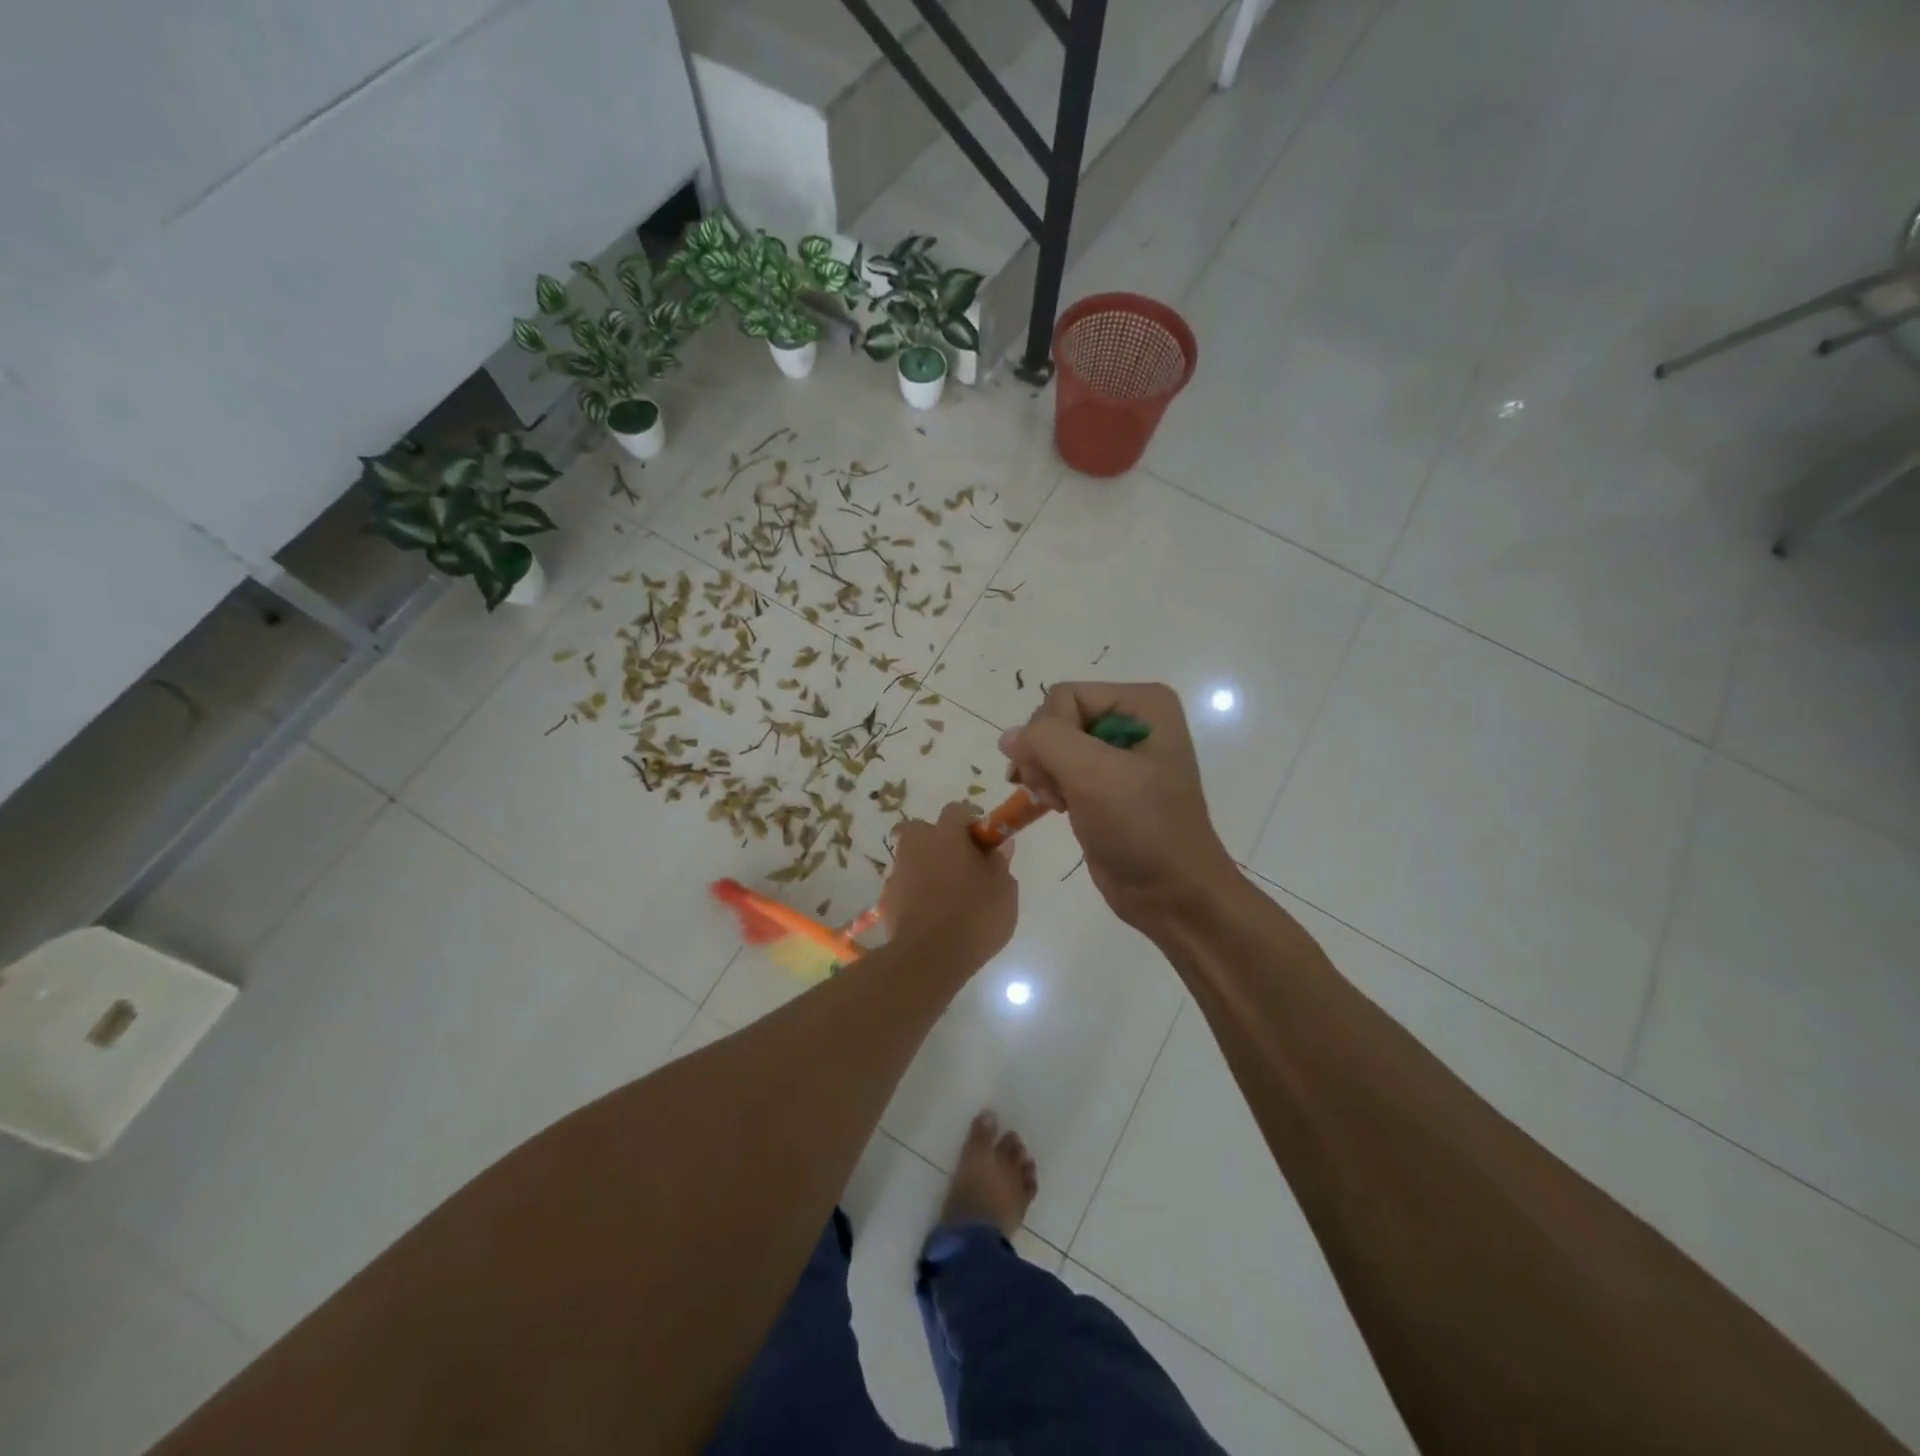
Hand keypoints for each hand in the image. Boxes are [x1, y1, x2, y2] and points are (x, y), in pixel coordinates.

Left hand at [882, 802, 1017, 966]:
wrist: (928, 958)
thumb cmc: (974, 917)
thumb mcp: (1004, 891)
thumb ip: (1000, 863)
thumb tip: (999, 846)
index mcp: (946, 836)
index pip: (956, 810)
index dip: (971, 818)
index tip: (984, 835)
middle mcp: (916, 846)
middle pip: (921, 828)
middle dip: (937, 837)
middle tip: (959, 859)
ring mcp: (898, 872)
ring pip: (910, 855)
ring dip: (925, 864)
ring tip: (946, 889)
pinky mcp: (887, 899)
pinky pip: (903, 884)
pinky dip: (914, 889)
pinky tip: (930, 910)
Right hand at [999, 682, 1236, 931]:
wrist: (1172, 894)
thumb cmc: (1141, 828)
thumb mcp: (1093, 775)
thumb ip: (1045, 741)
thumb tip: (1009, 738)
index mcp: (1142, 703)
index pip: (1064, 696)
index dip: (1049, 736)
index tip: (1059, 779)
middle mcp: (1131, 719)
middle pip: (1055, 718)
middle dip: (1045, 757)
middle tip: (1057, 795)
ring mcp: (1116, 753)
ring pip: (1051, 744)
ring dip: (1042, 774)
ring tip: (1055, 803)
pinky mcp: (1103, 783)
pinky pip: (1058, 768)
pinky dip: (1047, 786)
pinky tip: (1054, 807)